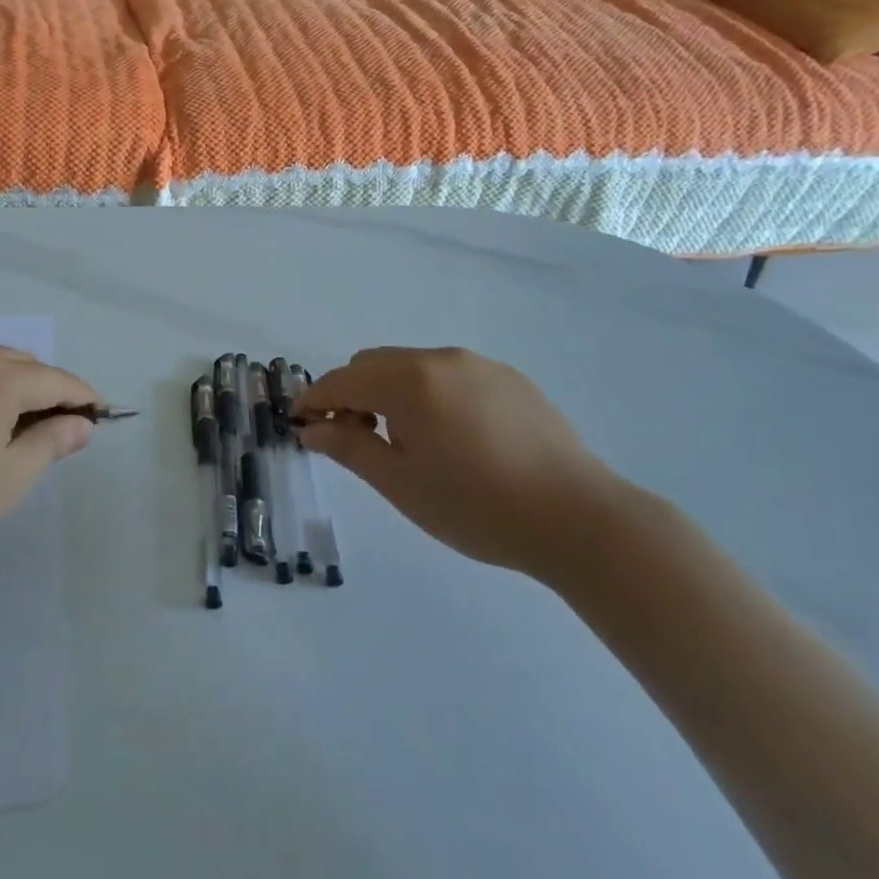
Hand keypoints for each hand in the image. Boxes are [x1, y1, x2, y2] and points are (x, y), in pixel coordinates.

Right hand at [293, 346, 644, 580]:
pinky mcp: (511, 380)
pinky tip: (451, 436)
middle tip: (352, 436)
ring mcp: (480, 365)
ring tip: (404, 440)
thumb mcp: (400, 483)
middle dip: (351, 393)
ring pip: (412, 366)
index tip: (299, 422)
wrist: (580, 519)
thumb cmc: (476, 506)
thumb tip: (311, 427)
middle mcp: (440, 359)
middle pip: (374, 364)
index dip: (313, 399)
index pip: (342, 380)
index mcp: (408, 380)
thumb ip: (349, 446)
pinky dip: (429, 394)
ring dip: (390, 392)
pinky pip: (450, 375)